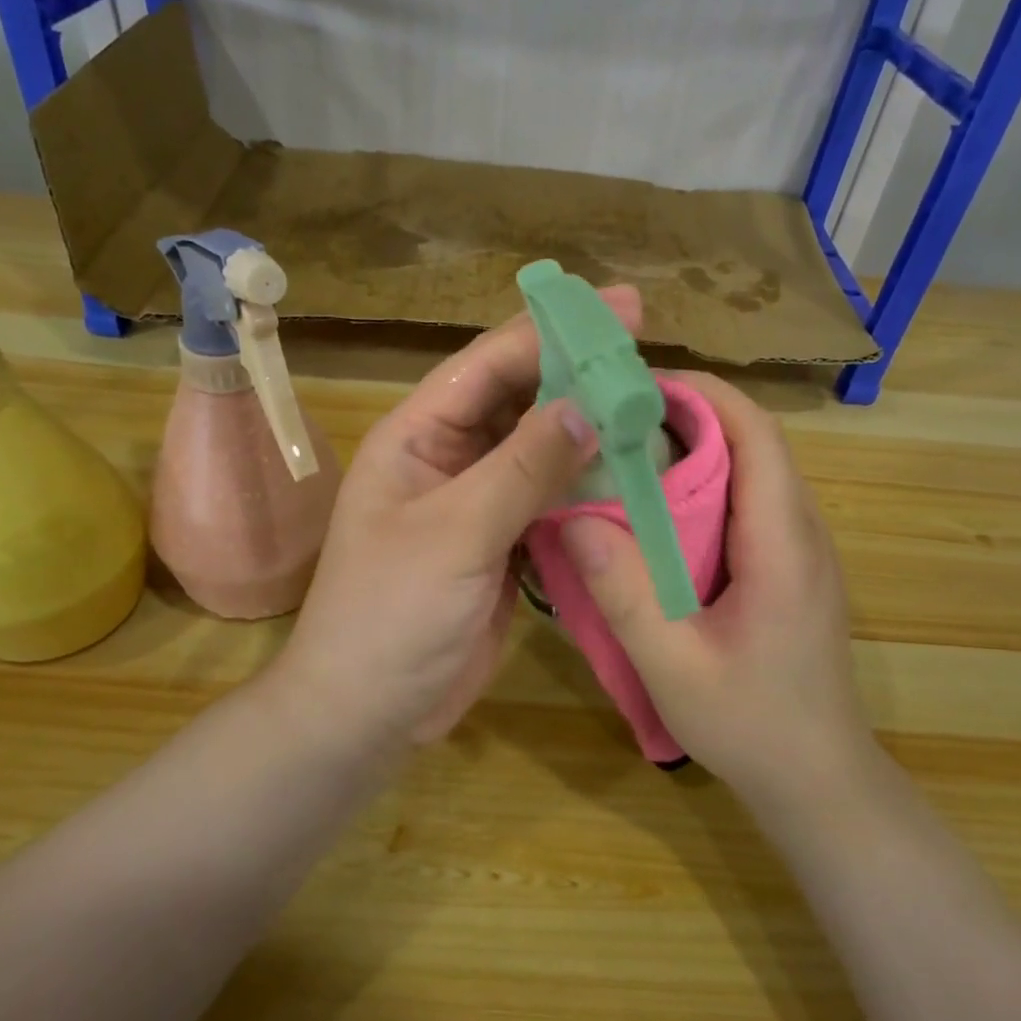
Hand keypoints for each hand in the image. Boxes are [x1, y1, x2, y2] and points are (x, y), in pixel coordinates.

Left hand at [278, 287, 642, 745]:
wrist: (368, 713)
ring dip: (589, 431)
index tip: (622, 307)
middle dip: (578, 375)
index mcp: (417, 436)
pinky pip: (550, 499)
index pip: (490, 364)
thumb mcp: (455, 534)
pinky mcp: (503, 543)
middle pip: (521, 399)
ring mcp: (478, 502)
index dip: (553, 330)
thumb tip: (588, 405)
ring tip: (653, 408)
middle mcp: (449, 457)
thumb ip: (521, 468)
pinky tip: (631, 473)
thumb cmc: (390, 615)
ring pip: (541, 449)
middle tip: (649, 355)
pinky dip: (587, 486)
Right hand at [557, 372, 872, 801]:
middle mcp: (802, 531)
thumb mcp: (674, 667)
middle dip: (686, 414)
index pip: (755, 434)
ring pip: (751, 470)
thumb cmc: (753, 728)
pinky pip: (748, 503)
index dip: (701, 394)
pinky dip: (703, 486)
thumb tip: (573, 517)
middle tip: (612, 416)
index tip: (635, 384)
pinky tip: (656, 513)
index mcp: (783, 543)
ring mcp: (800, 550)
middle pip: (752, 442)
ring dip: (694, 448)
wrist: (821, 783)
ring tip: (624, 452)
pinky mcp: (789, 569)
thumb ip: (625, 593)